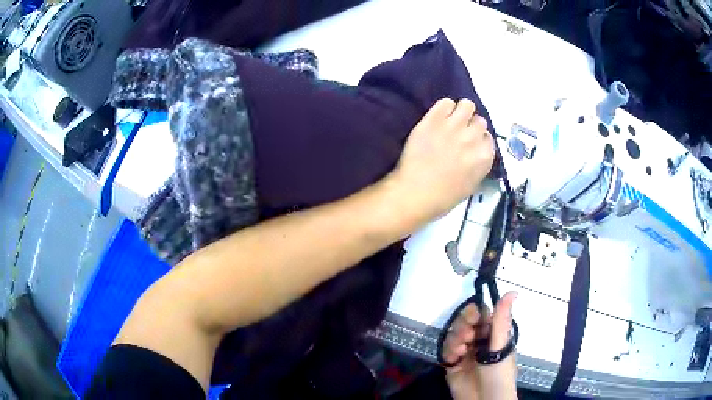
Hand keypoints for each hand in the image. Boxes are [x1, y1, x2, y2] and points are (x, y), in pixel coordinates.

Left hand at [391, 98, 494, 222]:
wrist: (415, 193)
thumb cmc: (443, 197)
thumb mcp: (471, 185)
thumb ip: (479, 164)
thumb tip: (476, 151)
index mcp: (484, 157)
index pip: (488, 138)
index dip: (478, 140)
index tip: (470, 145)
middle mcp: (473, 138)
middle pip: (479, 121)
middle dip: (470, 126)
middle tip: (459, 134)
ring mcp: (453, 126)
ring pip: (466, 105)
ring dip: (460, 112)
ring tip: (450, 121)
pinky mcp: (434, 119)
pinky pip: (445, 102)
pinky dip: (444, 108)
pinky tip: (438, 118)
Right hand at [443, 292, 517, 399]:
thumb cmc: (499, 372)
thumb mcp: (501, 345)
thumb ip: (501, 319)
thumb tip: (513, 291)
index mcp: (493, 334)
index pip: (482, 314)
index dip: (475, 312)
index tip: (472, 316)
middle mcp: (479, 340)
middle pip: (465, 322)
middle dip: (463, 326)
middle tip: (467, 337)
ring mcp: (465, 352)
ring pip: (454, 334)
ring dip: (455, 338)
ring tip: (461, 349)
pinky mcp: (452, 363)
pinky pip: (445, 350)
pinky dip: (448, 351)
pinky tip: (454, 358)